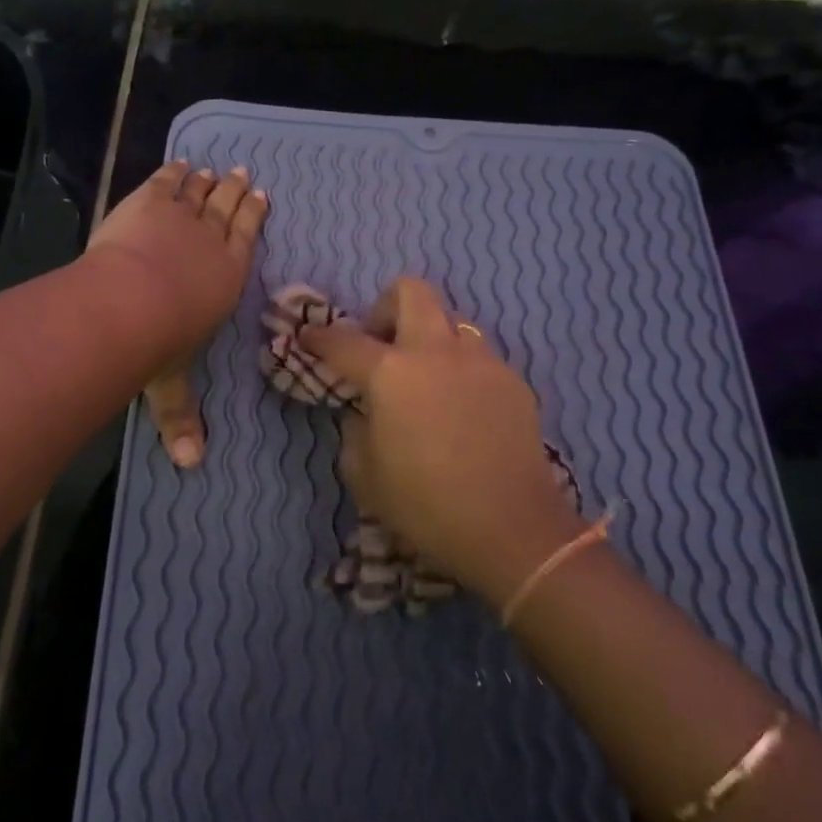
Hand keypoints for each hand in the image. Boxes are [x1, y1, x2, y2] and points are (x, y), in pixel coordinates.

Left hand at [88, 161, 268, 467]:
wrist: (129, 302)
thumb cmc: (159, 343)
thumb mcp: (171, 384)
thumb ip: (180, 418)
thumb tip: (189, 465)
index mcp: (226, 278)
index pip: (247, 239)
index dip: (254, 216)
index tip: (260, 196)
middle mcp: (211, 242)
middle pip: (227, 208)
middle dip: (235, 191)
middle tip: (243, 174)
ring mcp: (180, 217)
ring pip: (199, 192)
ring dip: (207, 180)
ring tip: (213, 168)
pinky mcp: (148, 201)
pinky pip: (165, 181)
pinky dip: (172, 171)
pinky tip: (176, 164)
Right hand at [300, 277, 584, 608]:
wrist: (512, 529)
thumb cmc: (425, 506)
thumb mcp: (365, 475)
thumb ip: (356, 429)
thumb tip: (365, 409)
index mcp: (391, 373)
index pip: (344, 340)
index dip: (319, 337)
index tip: (308, 337)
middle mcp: (436, 352)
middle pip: (411, 292)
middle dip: (385, 307)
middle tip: (380, 345)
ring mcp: (480, 362)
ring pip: (451, 321)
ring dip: (429, 338)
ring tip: (425, 380)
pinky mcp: (513, 381)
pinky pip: (478, 357)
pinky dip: (459, 369)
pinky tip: (460, 409)